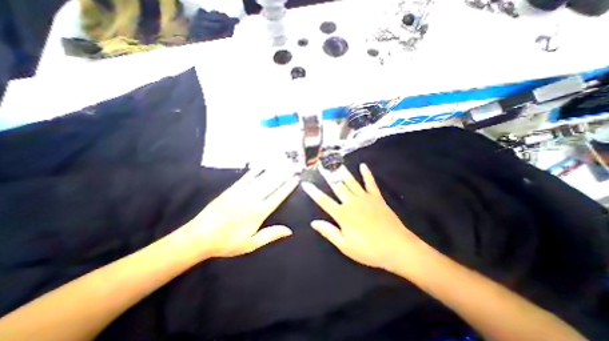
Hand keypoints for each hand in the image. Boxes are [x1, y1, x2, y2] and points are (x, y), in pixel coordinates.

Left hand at [177, 168, 299, 260]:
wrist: (199, 236)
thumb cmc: (227, 242)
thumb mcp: (251, 244)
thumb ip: (271, 234)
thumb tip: (289, 230)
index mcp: (259, 212)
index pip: (278, 196)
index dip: (288, 187)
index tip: (296, 179)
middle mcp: (252, 199)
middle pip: (272, 184)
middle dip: (284, 175)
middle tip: (293, 167)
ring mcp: (241, 192)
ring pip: (261, 179)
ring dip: (273, 171)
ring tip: (282, 164)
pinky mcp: (232, 189)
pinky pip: (246, 177)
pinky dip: (255, 171)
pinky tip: (262, 166)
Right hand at [302, 163, 429, 272]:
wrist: (397, 247)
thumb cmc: (369, 250)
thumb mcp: (345, 245)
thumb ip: (329, 232)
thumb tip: (313, 222)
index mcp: (343, 214)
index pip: (323, 200)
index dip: (313, 192)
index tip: (305, 183)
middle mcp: (352, 202)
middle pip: (337, 186)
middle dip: (327, 175)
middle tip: (321, 164)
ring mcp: (365, 198)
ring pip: (351, 181)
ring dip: (343, 171)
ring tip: (336, 162)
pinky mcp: (377, 197)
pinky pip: (370, 183)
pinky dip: (367, 174)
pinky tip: (363, 165)